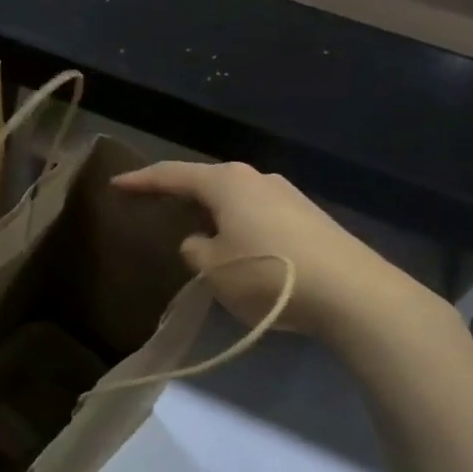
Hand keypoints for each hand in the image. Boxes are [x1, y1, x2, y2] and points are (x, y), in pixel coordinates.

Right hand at [113, 160, 431, 342]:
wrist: (357, 296)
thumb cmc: (269, 275)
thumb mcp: (213, 269)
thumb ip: (195, 250)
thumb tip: (202, 241)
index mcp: (226, 182)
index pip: (171, 175)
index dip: (140, 180)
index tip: (115, 183)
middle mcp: (257, 178)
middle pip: (207, 181)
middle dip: (180, 192)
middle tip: (156, 203)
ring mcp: (289, 196)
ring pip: (236, 198)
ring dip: (214, 211)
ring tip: (198, 230)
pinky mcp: (311, 218)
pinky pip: (260, 214)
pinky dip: (240, 225)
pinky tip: (241, 247)